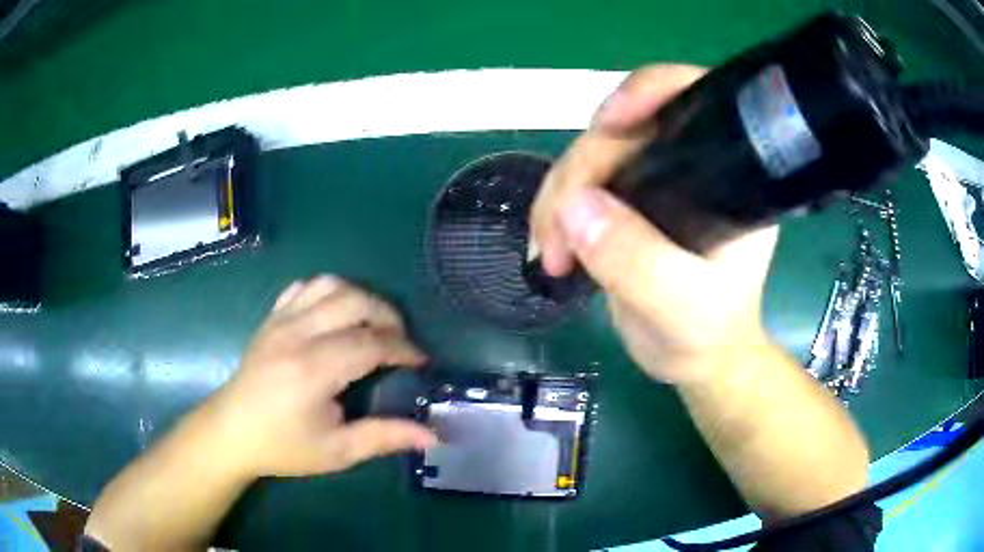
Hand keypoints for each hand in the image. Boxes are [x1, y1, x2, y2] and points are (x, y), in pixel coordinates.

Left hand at [207, 276, 436, 477]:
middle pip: (354, 302)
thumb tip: (431, 435)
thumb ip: (384, 438)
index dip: (403, 349)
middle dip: (388, 316)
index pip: (370, 343)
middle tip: (400, 342)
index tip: (420, 362)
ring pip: (330, 284)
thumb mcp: (336, 451)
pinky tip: (335, 315)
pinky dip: (328, 292)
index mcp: (313, 369)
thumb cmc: (283, 446)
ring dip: (360, 298)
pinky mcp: (270, 317)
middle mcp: (297, 334)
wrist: (231, 432)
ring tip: (372, 324)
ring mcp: (280, 320)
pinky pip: (304, 287)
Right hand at [530, 65, 778, 384]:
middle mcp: (692, 165)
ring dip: (559, 198)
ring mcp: (657, 180)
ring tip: (552, 255)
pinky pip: (582, 185)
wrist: (695, 360)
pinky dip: (557, 211)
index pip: (692, 100)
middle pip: (624, 131)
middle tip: (558, 239)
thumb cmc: (706, 334)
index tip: (606, 123)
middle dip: (580, 174)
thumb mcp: (680, 306)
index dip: (648, 92)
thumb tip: (575, 204)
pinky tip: (552, 246)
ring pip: (593, 157)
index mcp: (727, 175)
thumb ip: (635, 259)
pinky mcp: (629, 201)